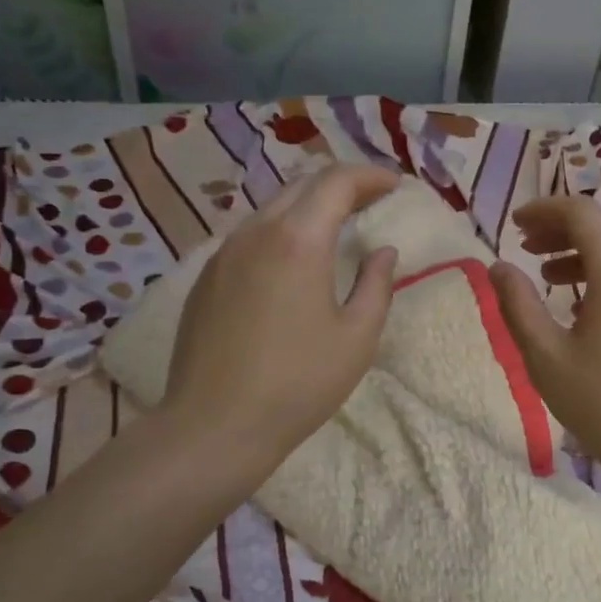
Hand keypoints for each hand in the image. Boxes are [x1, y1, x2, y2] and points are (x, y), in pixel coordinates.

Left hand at [163, 165, 399, 473]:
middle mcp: (255, 232)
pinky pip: (249, 237)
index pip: (336, 181)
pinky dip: (280, 232)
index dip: (370, 176)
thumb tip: (383, 252)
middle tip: (371, 202)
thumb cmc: (297, 383)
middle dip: (340, 185)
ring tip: (334, 228)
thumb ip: (377, 285)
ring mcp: (223, 253)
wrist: (214, 425)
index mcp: (298, 240)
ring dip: (308, 208)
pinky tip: (291, 262)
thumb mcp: (356, 338)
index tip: (395, 186)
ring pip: (271, 208)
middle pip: (301, 185)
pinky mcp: (205, 278)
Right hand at [488, 196, 600, 497]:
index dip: (544, 210)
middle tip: (528, 248)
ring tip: (551, 277)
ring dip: (587, 252)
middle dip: (563, 229)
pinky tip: (590, 307)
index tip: (515, 224)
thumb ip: (518, 305)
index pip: (581, 213)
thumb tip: (498, 267)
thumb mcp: (546, 357)